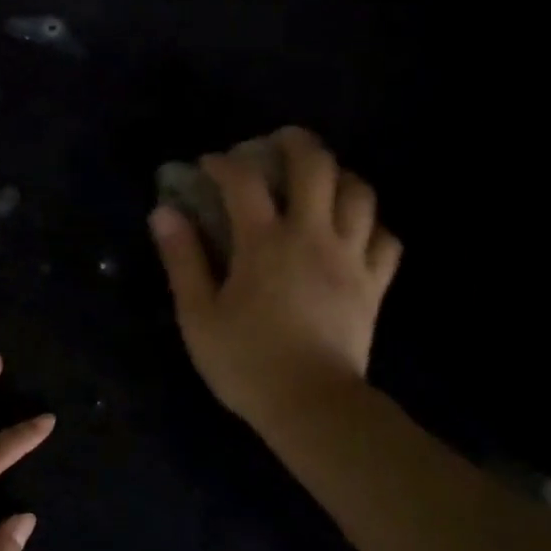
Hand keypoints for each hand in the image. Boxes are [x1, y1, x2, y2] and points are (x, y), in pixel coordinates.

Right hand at [149, 126, 400, 426]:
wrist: (311, 406)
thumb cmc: (246, 362)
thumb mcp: (198, 314)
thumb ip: (182, 259)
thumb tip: (164, 213)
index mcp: (265, 243)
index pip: (244, 181)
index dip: (223, 163)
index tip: (208, 165)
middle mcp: (313, 236)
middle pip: (317, 166)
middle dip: (295, 143)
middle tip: (276, 144)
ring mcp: (351, 258)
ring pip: (361, 193)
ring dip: (340, 176)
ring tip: (320, 182)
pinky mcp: (375, 285)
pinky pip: (386, 239)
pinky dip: (372, 225)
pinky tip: (355, 231)